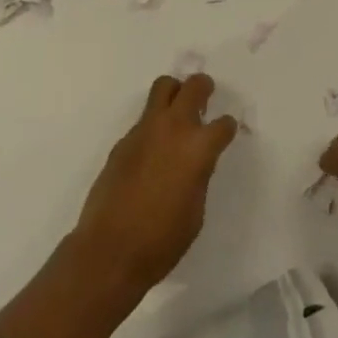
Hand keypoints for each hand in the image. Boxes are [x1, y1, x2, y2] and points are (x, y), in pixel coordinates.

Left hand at [71, 73, 238, 291]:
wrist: (110, 250)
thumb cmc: (161, 241)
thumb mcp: (195, 212)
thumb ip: (199, 176)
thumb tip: (196, 163)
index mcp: (198, 148)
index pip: (223, 125)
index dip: (227, 129)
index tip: (226, 133)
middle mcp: (174, 128)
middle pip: (194, 87)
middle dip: (204, 88)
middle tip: (205, 98)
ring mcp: (146, 130)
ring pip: (164, 87)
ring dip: (175, 92)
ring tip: (178, 110)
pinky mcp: (124, 140)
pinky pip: (144, 118)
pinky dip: (154, 123)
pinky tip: (152, 149)